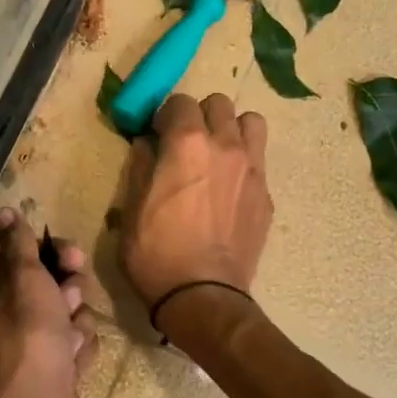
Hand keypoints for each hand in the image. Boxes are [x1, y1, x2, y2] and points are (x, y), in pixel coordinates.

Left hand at [0, 210, 99, 397]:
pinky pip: (76, 345)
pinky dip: (79, 352)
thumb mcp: (25, 279)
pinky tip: (73, 366)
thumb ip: (19, 244)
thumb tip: (2, 211)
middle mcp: (4, 316)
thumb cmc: (29, 336)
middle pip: (49, 284)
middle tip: (70, 300)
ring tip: (69, 344)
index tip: (72, 258)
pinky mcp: (53, 370)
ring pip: (68, 315)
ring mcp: (30, 346)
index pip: (22, 256)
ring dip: (76, 324)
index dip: (50, 253)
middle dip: (68, 291)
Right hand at [119, 93, 271, 315]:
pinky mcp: (265, 195)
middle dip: (199, 115)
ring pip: (251, 122)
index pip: (180, 101)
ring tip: (216, 153)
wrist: (202, 296)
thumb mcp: (131, 209)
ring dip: (231, 129)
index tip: (156, 134)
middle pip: (219, 103)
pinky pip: (258, 160)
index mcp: (186, 144)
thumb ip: (140, 167)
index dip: (164, 115)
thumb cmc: (155, 253)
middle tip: (185, 142)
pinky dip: (243, 162)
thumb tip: (146, 145)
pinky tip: (228, 189)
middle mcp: (225, 145)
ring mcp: (252, 169)